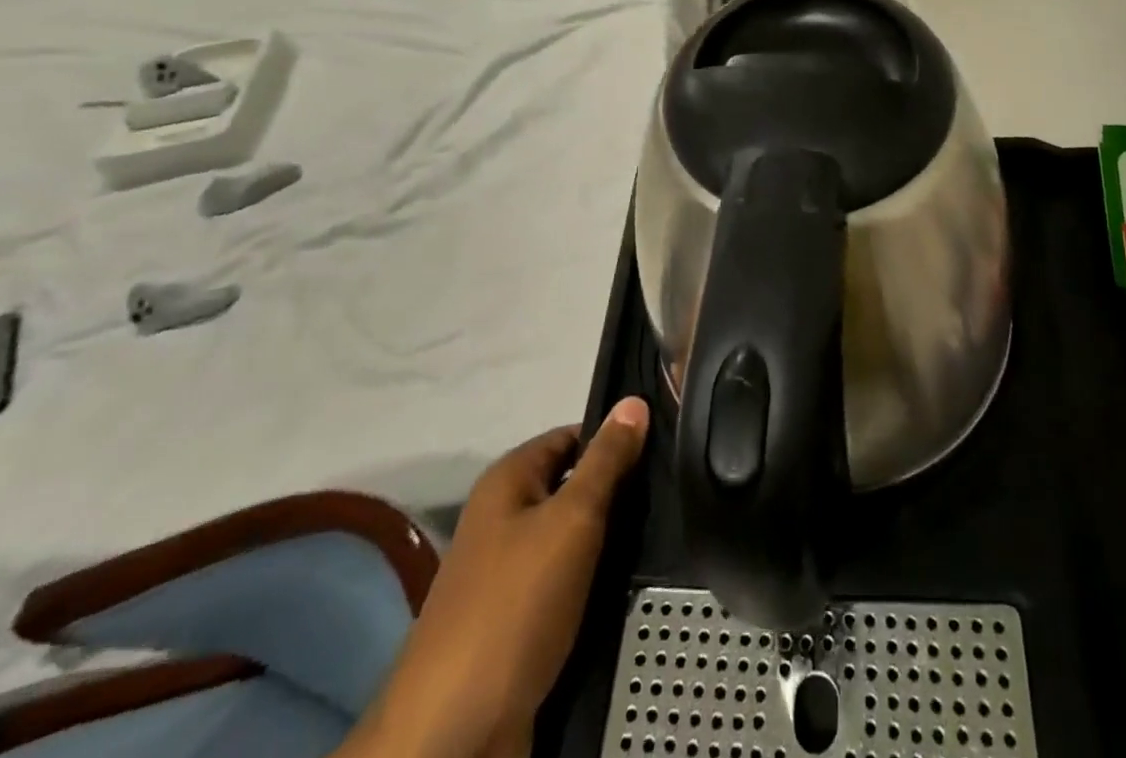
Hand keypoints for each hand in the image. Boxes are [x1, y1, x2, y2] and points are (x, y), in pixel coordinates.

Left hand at [346, 397, 651, 757]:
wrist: (454, 733)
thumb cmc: (515, 605)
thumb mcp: (572, 520)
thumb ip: (606, 461)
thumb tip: (634, 401)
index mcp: (507, 480)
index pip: (572, 436)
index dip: (614, 438)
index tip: (662, 449)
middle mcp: (502, 517)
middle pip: (572, 485)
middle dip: (616, 492)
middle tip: (671, 494)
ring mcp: (506, 572)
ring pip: (571, 537)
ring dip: (609, 540)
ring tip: (661, 535)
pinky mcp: (516, 620)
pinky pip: (565, 581)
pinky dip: (594, 580)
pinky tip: (629, 583)